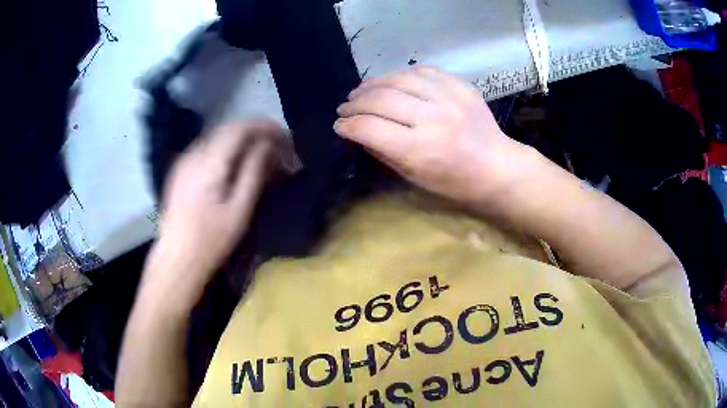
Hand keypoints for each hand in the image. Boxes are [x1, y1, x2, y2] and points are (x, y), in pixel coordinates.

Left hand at [144, 121, 281, 305]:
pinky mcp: (180, 170)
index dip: (263, 126)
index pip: (239, 128)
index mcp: (210, 162)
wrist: (177, 258)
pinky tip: (233, 164)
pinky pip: (206, 148)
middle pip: (227, 129)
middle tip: (274, 146)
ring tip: (258, 154)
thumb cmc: (211, 240)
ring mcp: (184, 161)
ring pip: (216, 138)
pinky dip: (225, 149)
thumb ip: (253, 172)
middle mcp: (194, 154)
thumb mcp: (239, 209)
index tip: (282, 134)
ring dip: (239, 140)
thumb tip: (268, 145)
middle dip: (253, 132)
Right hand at [335, 66, 529, 206]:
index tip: (339, 125)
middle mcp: (432, 117)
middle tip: (345, 107)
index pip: (369, 128)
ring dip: (373, 84)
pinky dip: (401, 74)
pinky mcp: (460, 86)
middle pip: (380, 99)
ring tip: (361, 91)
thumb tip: (359, 133)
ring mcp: (448, 98)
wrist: (497, 168)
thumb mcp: (414, 178)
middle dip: (355, 103)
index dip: (347, 125)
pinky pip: (422, 70)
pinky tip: (391, 81)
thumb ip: (383, 152)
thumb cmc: (455, 183)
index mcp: (419, 149)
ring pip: (398, 79)